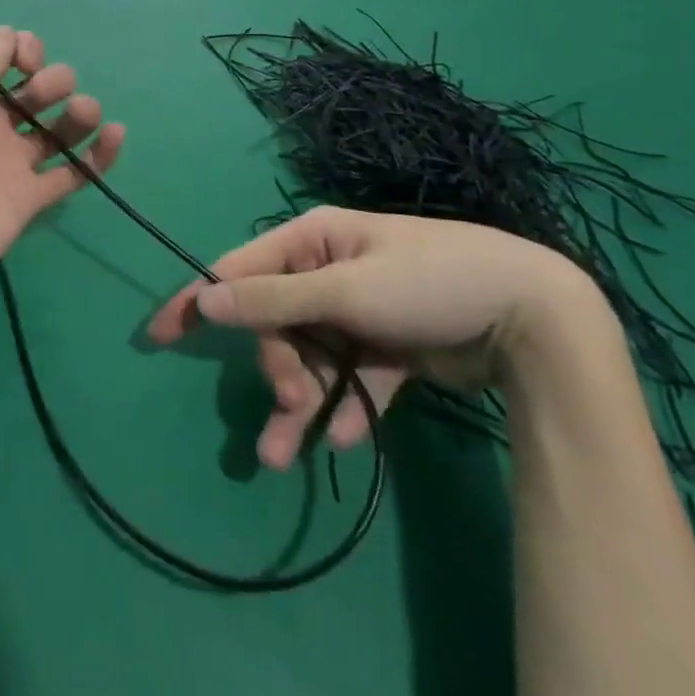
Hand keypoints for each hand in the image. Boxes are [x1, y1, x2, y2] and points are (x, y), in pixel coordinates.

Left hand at [0, 26, 124, 308]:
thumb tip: (9, 30)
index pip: (5, 63)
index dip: (23, 53)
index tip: (29, 59)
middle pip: (35, 95)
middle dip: (52, 81)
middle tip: (50, 88)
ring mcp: (11, 164)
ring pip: (56, 132)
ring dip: (78, 115)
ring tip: (88, 111)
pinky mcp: (30, 199)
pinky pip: (71, 174)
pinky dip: (96, 157)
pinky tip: (115, 135)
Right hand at [146, 207, 600, 470]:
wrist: (535, 317)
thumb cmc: (428, 284)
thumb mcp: (345, 291)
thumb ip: (272, 299)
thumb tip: (205, 297)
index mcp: (314, 240)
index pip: (239, 269)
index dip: (199, 300)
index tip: (158, 333)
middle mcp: (330, 270)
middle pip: (279, 322)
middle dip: (278, 366)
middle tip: (291, 402)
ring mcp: (360, 310)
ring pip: (313, 357)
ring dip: (302, 402)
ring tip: (287, 455)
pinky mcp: (390, 347)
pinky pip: (354, 378)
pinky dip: (347, 406)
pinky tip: (348, 440)